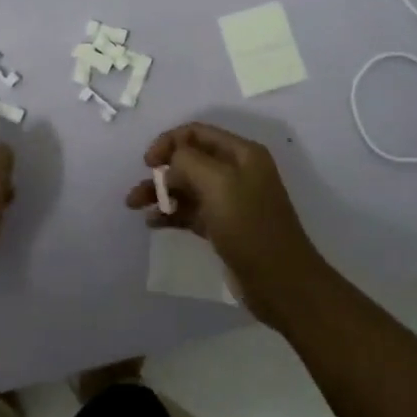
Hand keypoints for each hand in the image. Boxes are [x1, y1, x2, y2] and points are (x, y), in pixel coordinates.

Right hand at [126, 121, 333, 329]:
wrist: (281, 283)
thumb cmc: (249, 226)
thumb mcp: (218, 183)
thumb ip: (188, 161)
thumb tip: (171, 160)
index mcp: (242, 154)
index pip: (197, 133)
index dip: (169, 142)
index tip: (147, 162)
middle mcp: (236, 172)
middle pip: (189, 161)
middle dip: (161, 172)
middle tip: (137, 191)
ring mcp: (230, 200)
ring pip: (187, 187)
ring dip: (160, 193)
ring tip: (134, 205)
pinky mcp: (223, 227)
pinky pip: (190, 211)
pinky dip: (171, 213)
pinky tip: (152, 222)